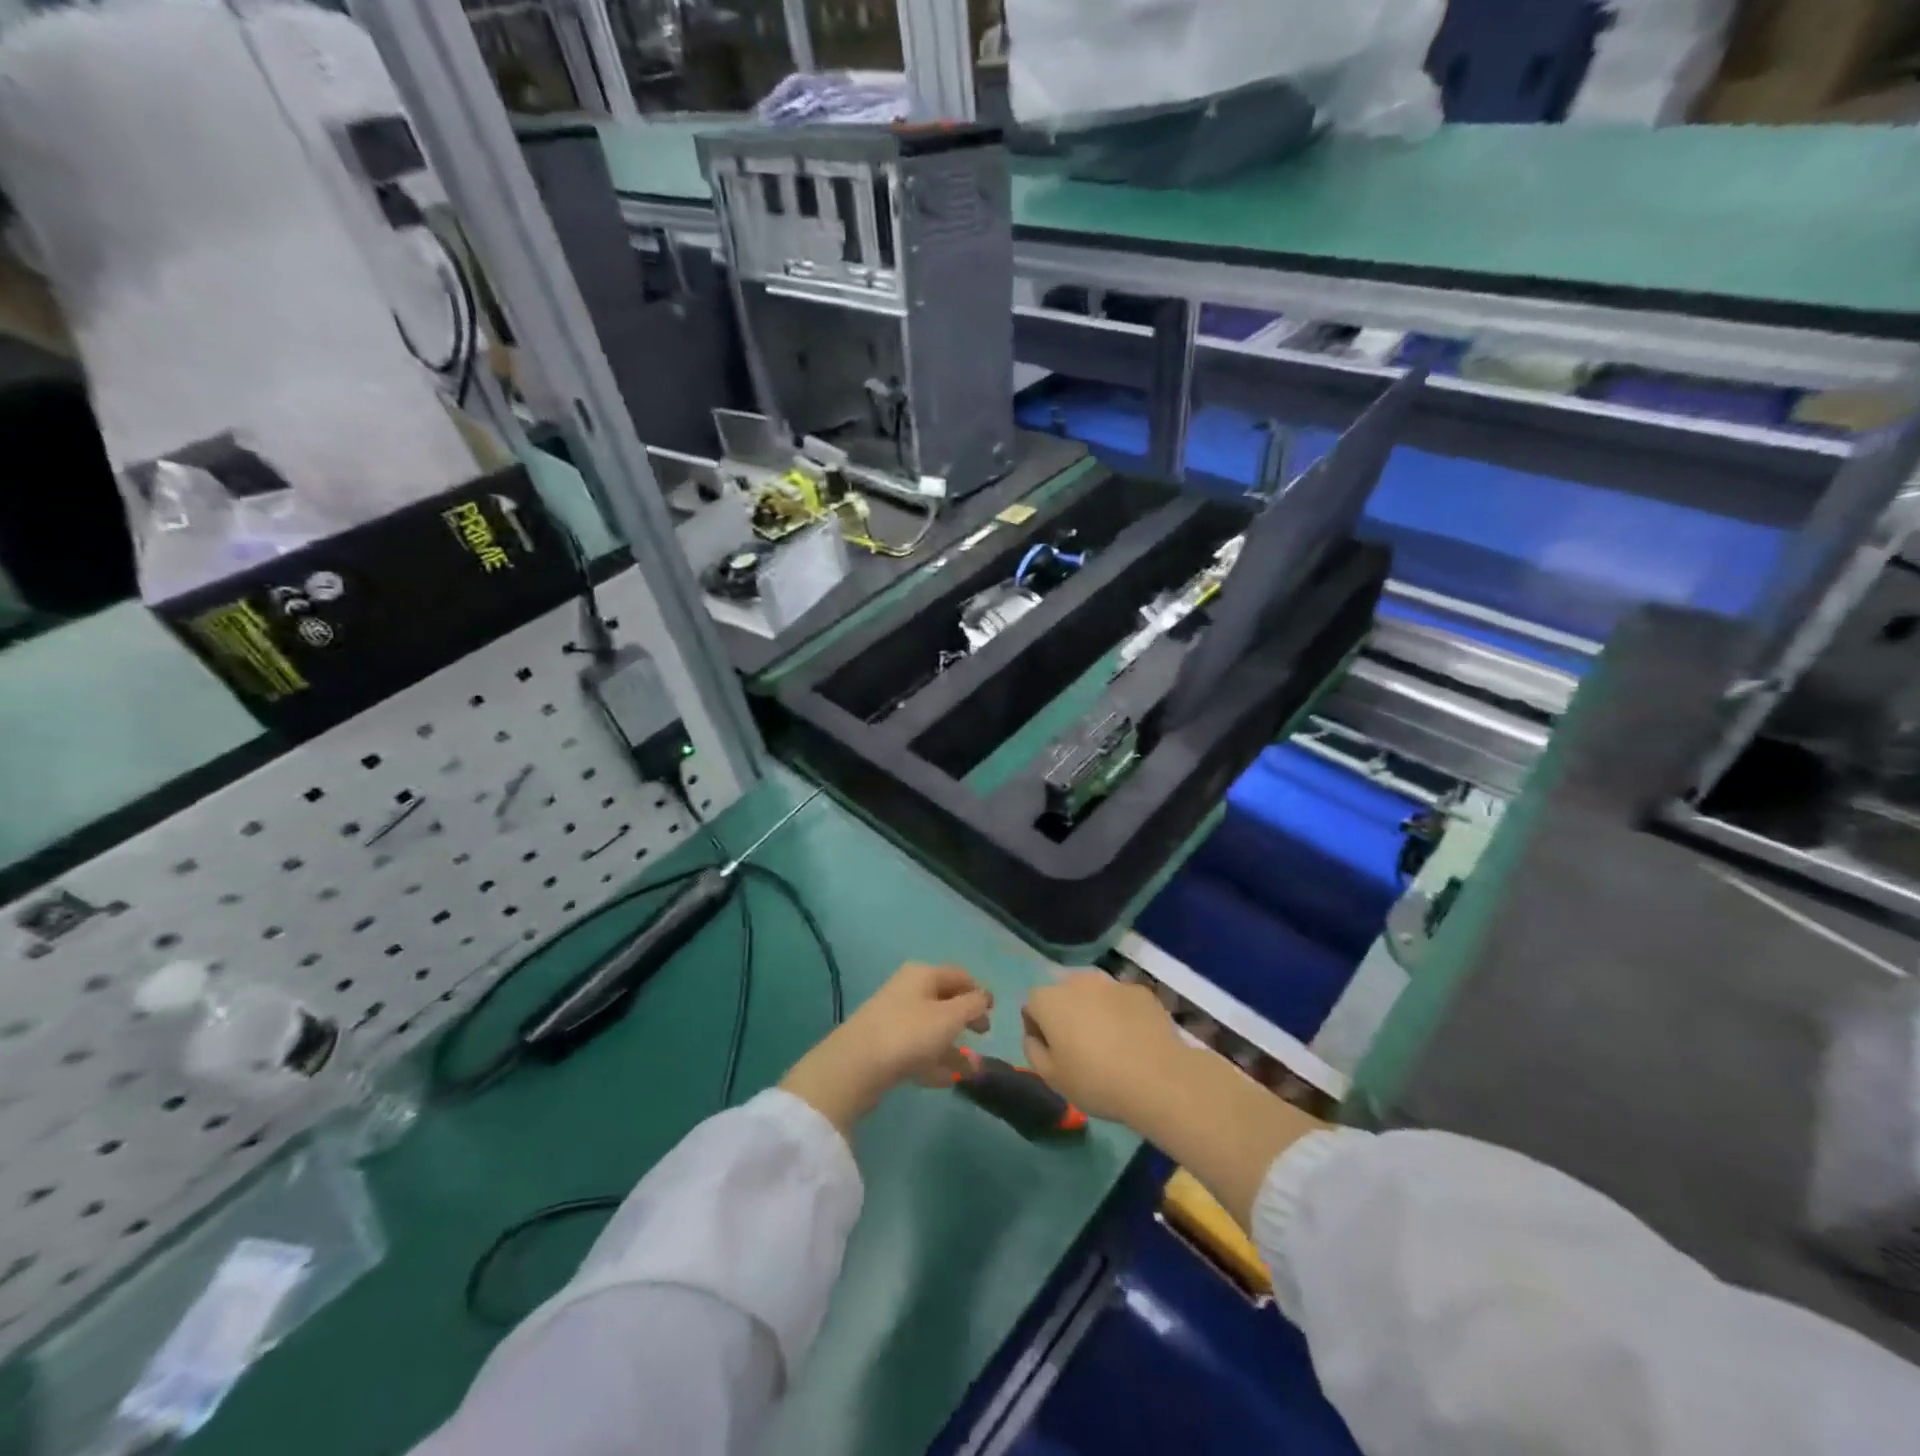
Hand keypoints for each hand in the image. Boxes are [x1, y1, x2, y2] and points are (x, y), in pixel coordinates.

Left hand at [780, 962, 992, 1137]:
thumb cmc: (909, 1033)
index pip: (959, 975)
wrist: (855, 1066)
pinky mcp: (883, 1046)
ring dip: (953, 1047)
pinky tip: (946, 1080)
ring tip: (972, 1070)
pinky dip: (933, 1061)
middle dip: (966, 1019)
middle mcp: (907, 990)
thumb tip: (984, 997)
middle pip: (944, 1001)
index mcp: (923, 974)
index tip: (994, 1012)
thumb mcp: (950, 1017)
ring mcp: (893, 1018)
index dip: (978, 991)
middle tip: (983, 1036)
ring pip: (931, 1028)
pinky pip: (916, 1049)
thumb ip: (973, 1006)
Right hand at [1021, 971, 1185, 1127]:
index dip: (1038, 1028)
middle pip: (1062, 994)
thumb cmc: (1096, 1081)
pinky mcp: (1139, 991)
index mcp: (1050, 1000)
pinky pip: (1121, 1000)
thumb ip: (1033, 1051)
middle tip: (1079, 1047)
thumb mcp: (1052, 1078)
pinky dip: (1121, 1013)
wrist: (1158, 1078)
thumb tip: (1034, 1036)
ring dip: (1093, 1010)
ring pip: (1093, 994)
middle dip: (1065, 1014)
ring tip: (1109, 1042)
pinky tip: (1133, 1039)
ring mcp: (1111, 983)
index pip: (1032, 1005)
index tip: (1052, 1052)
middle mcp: (1077, 982)